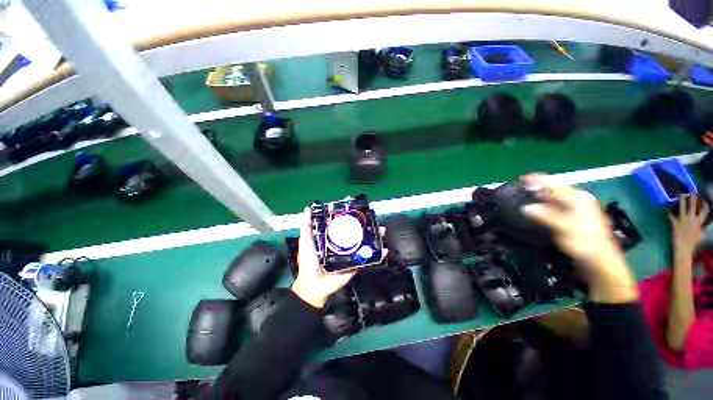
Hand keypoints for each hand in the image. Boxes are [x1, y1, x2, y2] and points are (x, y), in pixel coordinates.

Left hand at [291, 207, 386, 308]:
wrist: (314, 286)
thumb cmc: (308, 262)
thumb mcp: (306, 242)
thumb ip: (307, 227)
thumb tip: (308, 208)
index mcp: (334, 238)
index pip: (345, 225)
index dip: (352, 218)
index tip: (360, 210)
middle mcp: (344, 244)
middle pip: (358, 233)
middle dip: (367, 226)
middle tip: (374, 220)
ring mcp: (351, 255)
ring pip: (365, 244)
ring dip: (375, 238)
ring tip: (382, 231)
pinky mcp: (355, 265)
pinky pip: (367, 259)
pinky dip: (377, 255)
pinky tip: (384, 250)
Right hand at [520, 174, 637, 302]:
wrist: (599, 261)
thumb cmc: (585, 242)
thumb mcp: (564, 228)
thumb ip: (545, 216)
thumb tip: (525, 207)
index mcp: (578, 199)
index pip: (555, 184)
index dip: (538, 180)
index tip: (521, 179)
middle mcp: (577, 201)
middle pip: (554, 189)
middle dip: (537, 187)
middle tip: (519, 189)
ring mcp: (576, 210)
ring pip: (554, 198)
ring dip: (539, 197)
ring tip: (524, 196)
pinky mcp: (572, 219)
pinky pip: (555, 207)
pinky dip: (544, 206)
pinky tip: (536, 209)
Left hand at [669, 194, 708, 261]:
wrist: (684, 249)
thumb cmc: (693, 243)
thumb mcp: (700, 235)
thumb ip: (700, 229)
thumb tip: (702, 227)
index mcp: (699, 222)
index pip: (705, 211)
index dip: (705, 204)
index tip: (703, 199)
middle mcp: (692, 219)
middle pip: (693, 206)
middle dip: (693, 197)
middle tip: (691, 190)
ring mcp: (683, 221)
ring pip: (683, 207)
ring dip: (681, 200)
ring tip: (680, 193)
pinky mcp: (675, 224)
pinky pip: (671, 216)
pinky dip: (668, 211)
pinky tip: (664, 206)